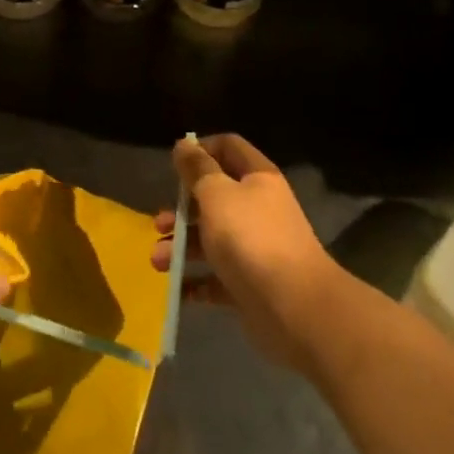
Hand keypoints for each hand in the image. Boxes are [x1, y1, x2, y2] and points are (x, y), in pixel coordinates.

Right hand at [151, 134, 338, 368]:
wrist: (295, 308)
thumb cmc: (250, 238)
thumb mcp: (216, 194)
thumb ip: (197, 169)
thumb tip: (184, 144)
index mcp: (257, 179)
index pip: (228, 147)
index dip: (201, 149)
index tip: (175, 165)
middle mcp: (258, 209)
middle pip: (214, 197)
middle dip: (182, 209)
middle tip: (159, 224)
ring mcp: (255, 249)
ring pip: (211, 239)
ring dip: (181, 247)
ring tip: (159, 262)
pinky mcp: (250, 285)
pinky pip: (216, 277)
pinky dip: (195, 281)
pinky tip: (177, 287)